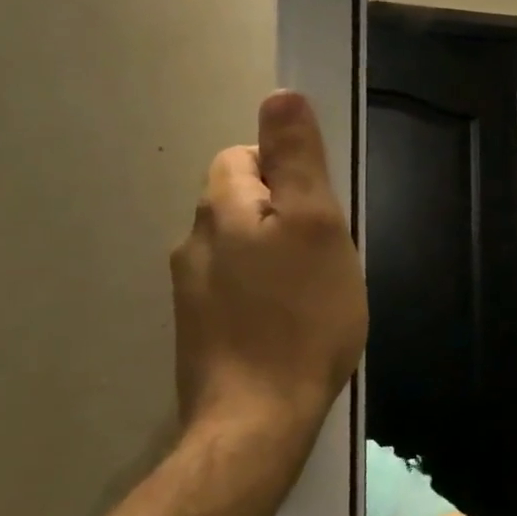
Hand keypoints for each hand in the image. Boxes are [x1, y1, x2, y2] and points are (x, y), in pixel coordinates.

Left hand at [171, 91, 367, 436]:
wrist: (258, 421)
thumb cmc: (302, 315)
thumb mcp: (316, 225)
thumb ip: (297, 159)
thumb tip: (280, 95)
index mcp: (221, 209)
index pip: (244, 156)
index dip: (286, 172)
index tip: (319, 211)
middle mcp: (194, 242)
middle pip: (242, 200)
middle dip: (284, 214)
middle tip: (325, 253)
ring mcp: (191, 291)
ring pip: (241, 246)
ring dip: (276, 254)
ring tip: (313, 291)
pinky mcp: (199, 330)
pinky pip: (236, 286)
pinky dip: (263, 291)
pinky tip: (290, 322)